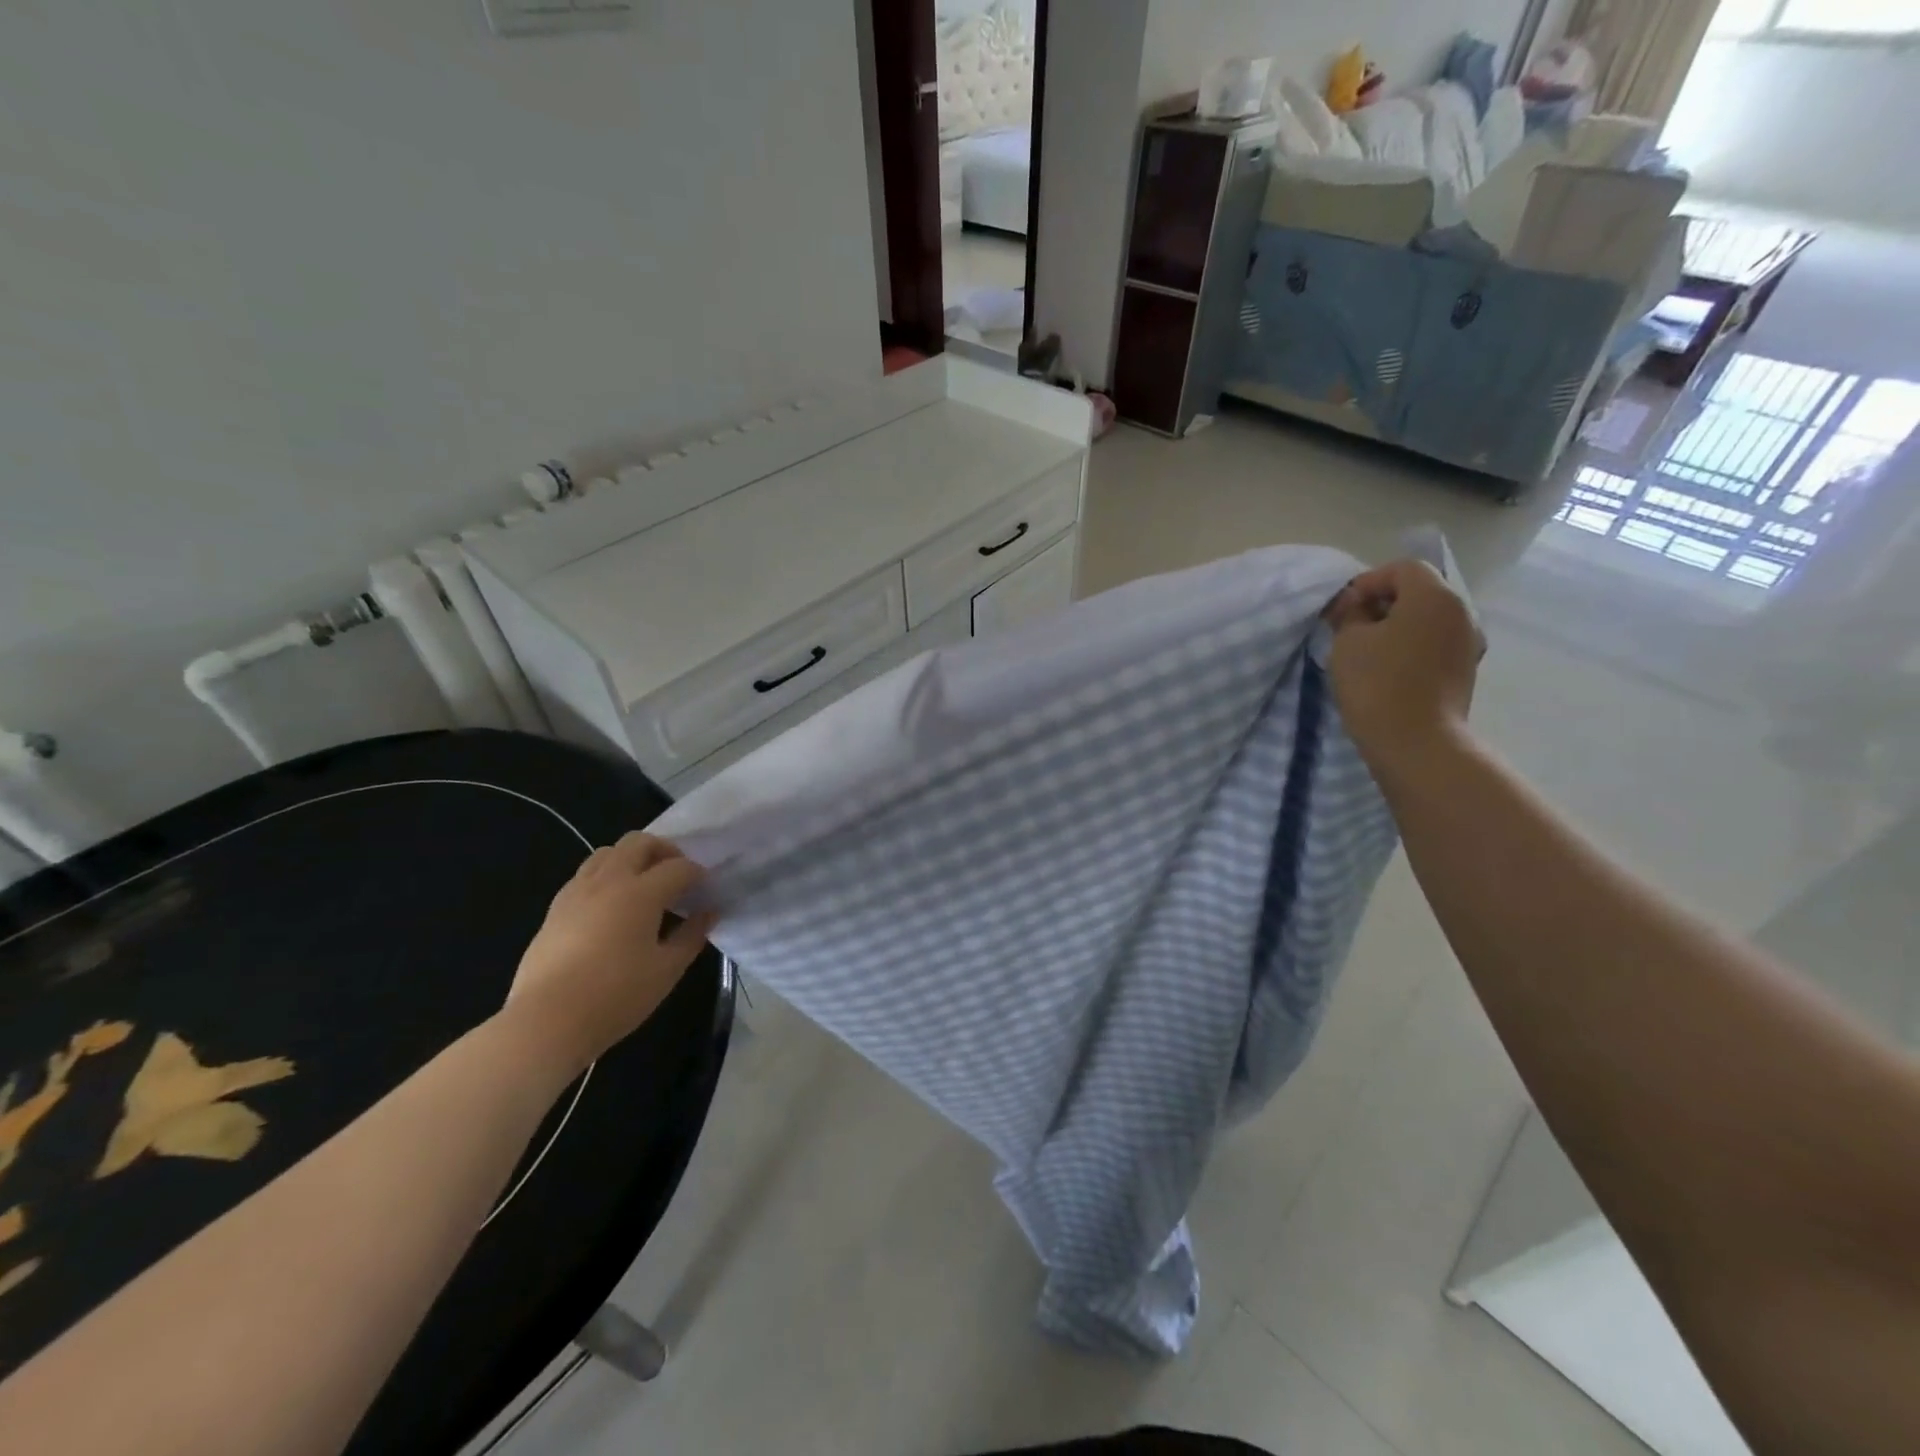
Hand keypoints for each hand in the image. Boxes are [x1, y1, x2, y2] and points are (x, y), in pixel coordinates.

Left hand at [503, 833, 716, 1071]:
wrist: (546, 1022)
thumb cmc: (615, 996)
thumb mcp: (667, 970)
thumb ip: (692, 935)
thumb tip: (709, 912)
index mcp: (641, 893)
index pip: (678, 867)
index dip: (698, 874)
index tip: (706, 890)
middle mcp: (609, 881)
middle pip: (640, 842)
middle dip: (665, 851)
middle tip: (677, 877)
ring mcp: (577, 891)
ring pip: (608, 852)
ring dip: (633, 859)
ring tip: (645, 887)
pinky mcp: (556, 908)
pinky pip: (586, 874)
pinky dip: (607, 877)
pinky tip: (613, 907)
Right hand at [1326, 559, 1481, 779]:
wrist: (1415, 742)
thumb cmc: (1377, 683)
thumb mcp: (1348, 641)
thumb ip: (1351, 613)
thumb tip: (1357, 606)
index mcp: (1435, 597)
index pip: (1403, 568)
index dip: (1369, 581)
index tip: (1343, 607)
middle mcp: (1461, 612)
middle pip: (1420, 591)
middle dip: (1383, 602)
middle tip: (1349, 625)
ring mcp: (1468, 642)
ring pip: (1428, 618)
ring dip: (1397, 625)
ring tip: (1365, 648)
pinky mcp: (1464, 669)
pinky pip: (1434, 642)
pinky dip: (1410, 644)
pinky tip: (1386, 667)